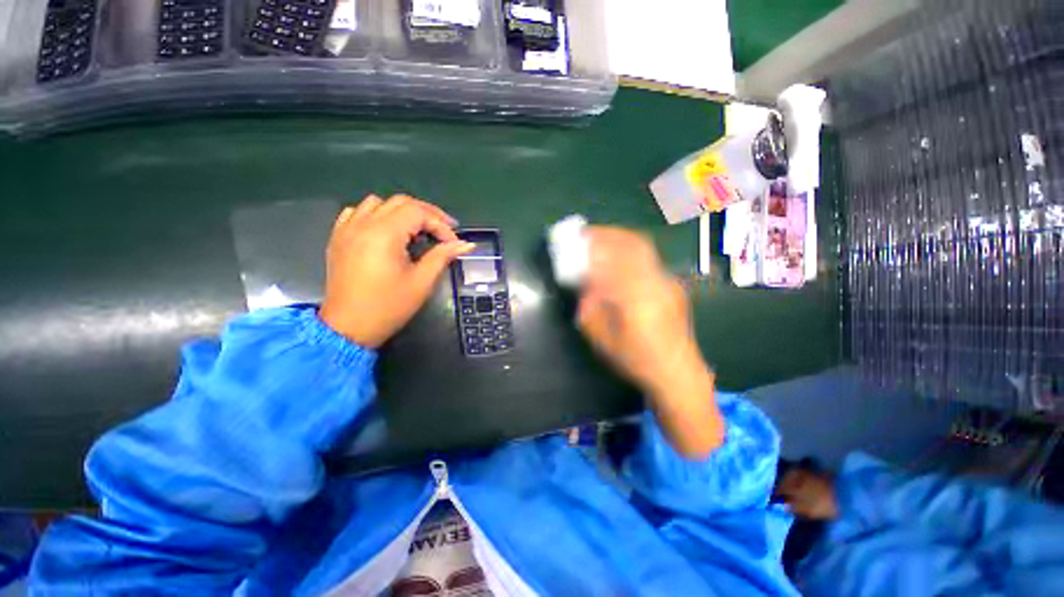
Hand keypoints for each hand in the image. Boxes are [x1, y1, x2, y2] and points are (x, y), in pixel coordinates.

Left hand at [319, 195, 473, 348]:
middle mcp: (363, 224)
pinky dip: (375, 215)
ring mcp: (347, 229)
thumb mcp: (421, 282)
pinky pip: (356, 213)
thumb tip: (466, 244)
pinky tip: (385, 231)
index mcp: (384, 234)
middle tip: (444, 231)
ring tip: (416, 231)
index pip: (418, 212)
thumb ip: (443, 257)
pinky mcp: (338, 238)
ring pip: (378, 203)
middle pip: (400, 202)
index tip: (453, 243)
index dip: (440, 224)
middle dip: (426, 213)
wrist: (348, 328)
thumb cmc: (388, 306)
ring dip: (402, 212)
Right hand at [577, 227, 722, 456]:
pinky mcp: (671, 286)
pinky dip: (631, 252)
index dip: (595, 244)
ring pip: (643, 249)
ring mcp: (667, 282)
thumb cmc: (636, 359)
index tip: (579, 238)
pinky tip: (619, 261)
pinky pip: (648, 260)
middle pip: (634, 244)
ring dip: (621, 240)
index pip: (614, 258)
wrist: (677, 372)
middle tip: (590, 234)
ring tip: (603, 241)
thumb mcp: (602, 338)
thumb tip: (584, 285)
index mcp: (636, 296)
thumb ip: (590, 307)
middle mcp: (655, 282)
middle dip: (610, 234)